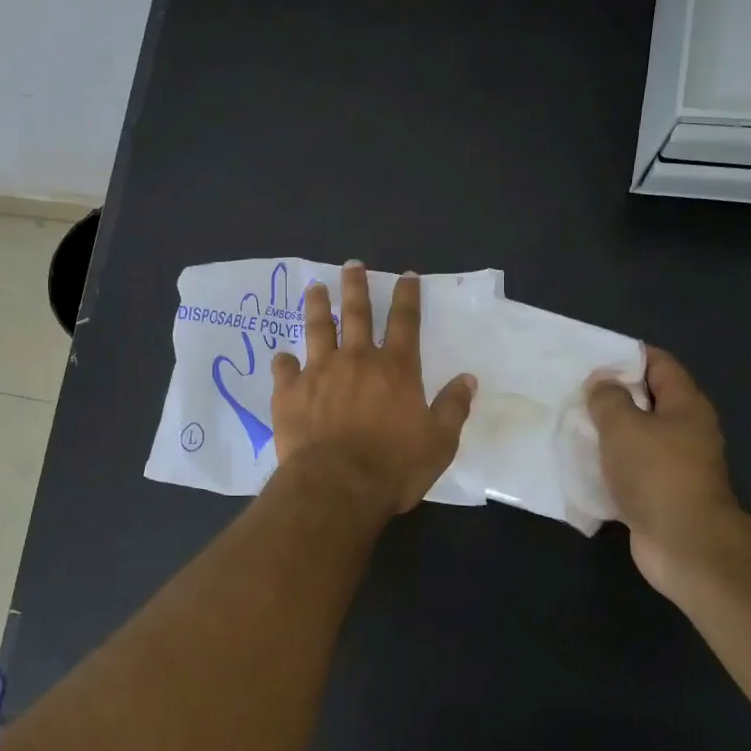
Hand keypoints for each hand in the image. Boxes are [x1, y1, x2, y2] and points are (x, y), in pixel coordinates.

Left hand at [270, 264, 477, 515]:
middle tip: (352, 265)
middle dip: (356, 286)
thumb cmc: (394, 466)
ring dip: (318, 306)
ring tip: (315, 287)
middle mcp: (357, 360)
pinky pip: (284, 368)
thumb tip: (468, 379)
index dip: (407, 296)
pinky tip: (281, 357)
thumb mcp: (439, 442)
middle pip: (358, 313)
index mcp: (396, 369)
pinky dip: (283, 361)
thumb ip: (453, 407)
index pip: (406, 322)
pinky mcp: (290, 392)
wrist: (337, 485)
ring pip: (318, 329)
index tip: (406, 275)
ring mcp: (319, 372)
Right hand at [586, 349, 739, 584]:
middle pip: (647, 400)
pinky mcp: (660, 493)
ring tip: (571, 424)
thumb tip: (603, 382)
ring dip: (607, 431)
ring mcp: (674, 464)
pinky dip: (608, 463)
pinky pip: (630, 468)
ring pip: (636, 436)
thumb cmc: (656, 474)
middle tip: (574, 391)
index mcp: (685, 406)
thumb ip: (608, 398)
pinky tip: (580, 462)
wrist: (683, 544)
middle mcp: (685, 431)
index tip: (592, 357)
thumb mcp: (624, 426)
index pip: (659, 364)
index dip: (628, 356)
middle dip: (611, 394)